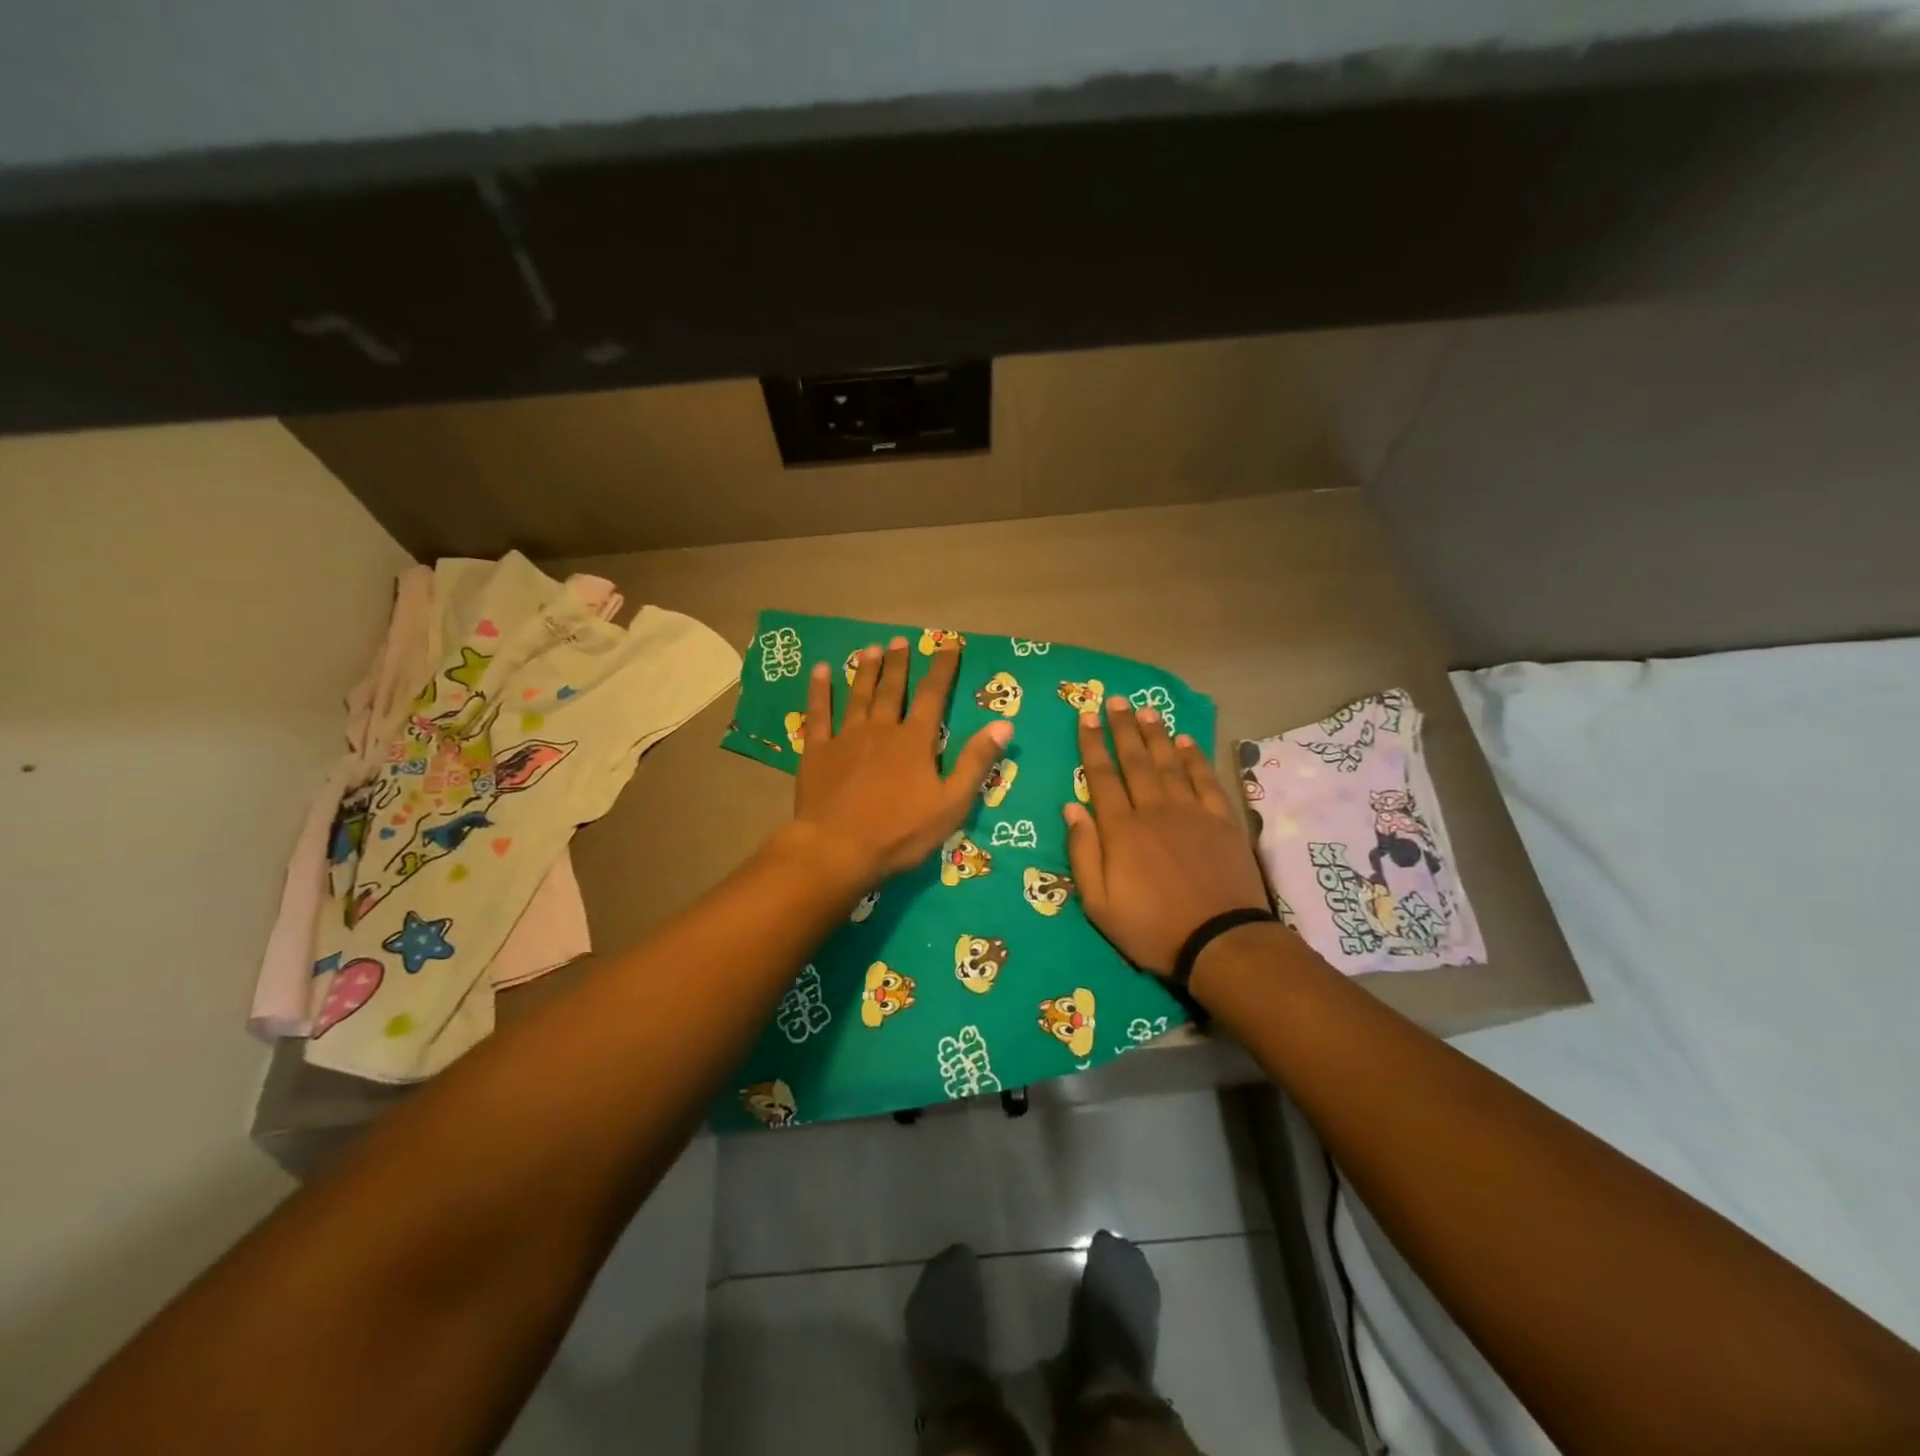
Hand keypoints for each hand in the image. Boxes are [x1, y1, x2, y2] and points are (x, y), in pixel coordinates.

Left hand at [790, 637, 1010, 888]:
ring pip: (857, 695)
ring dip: (865, 670)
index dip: (942, 669)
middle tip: (900, 640)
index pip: (933, 696)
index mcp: (915, 741)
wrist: (838, 848)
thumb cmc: (899, 832)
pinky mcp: (818, 751)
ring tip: (870, 649)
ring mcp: (846, 737)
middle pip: (891, 689)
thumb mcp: (951, 804)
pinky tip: (820, 671)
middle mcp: (881, 729)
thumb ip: (976, 762)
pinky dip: (819, 691)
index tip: (949, 645)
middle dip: (898, 664)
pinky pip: (818, 713)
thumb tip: (1004, 724)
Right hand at [1065, 697, 1271, 973]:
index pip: (1101, 777)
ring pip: (1169, 764)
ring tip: (1147, 711)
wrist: (1220, 941)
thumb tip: (1071, 808)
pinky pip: (1205, 781)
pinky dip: (1195, 759)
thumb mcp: (1099, 904)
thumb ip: (1083, 852)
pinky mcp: (1221, 821)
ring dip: (1156, 736)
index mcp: (1121, 829)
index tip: (1085, 717)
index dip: (1091, 745)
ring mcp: (1191, 812)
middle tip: (1115, 701)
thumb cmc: (1151, 927)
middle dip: (1122, 729)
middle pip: (1135, 761)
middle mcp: (1154, 810)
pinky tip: (1186, 742)